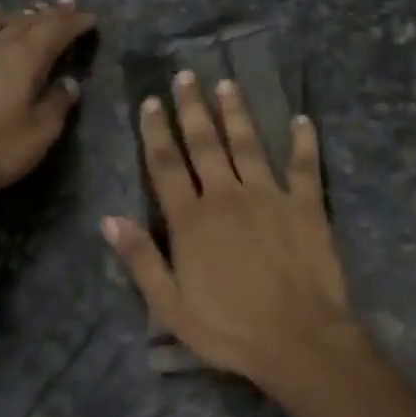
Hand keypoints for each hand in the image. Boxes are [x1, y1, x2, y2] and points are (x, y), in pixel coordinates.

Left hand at [0, 0, 96, 201]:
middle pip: (28, 20)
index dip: (75, 22)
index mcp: (24, 57)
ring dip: (17, 17)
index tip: (90, 18)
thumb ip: (58, 104)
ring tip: (27, 18)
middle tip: (67, 7)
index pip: (56, 29)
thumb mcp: (39, 135)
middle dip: (51, 14)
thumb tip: (69, 83)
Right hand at [102, 71, 363, 396]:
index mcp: (192, 220)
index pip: (167, 166)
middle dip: (193, 108)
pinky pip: (304, 166)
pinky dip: (303, 141)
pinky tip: (301, 119)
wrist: (299, 341)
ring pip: (249, 144)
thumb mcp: (170, 307)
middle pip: (205, 144)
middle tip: (187, 76)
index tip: (151, 102)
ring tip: (228, 84)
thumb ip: (141, 259)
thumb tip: (109, 219)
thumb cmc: (229, 329)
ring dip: (237, 112)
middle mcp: (227, 197)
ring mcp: (269, 197)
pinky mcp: (306, 206)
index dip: (156, 132)